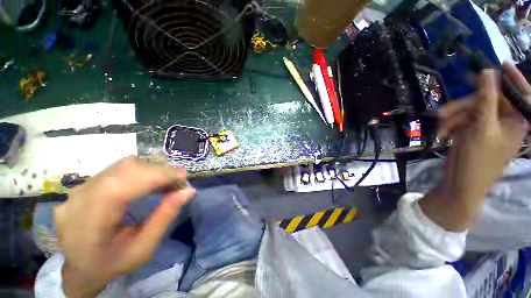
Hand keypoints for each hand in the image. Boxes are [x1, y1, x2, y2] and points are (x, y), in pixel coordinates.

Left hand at [54, 157, 194, 297]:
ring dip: (151, 170)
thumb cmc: (112, 263)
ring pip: (123, 165)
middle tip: (178, 183)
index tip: (184, 179)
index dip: (159, 176)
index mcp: (90, 220)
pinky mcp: (85, 184)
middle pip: (126, 168)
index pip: (126, 183)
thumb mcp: (143, 248)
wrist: (78, 267)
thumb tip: (188, 190)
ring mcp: (80, 188)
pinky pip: (118, 169)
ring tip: (166, 183)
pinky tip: (149, 182)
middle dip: (159, 171)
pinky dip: (141, 171)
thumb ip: (165, 217)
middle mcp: (80, 197)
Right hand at [420, 64, 527, 230]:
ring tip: (440, 128)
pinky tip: (443, 134)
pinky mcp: (473, 132)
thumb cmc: (477, 159)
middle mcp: (504, 121)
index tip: (501, 64)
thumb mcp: (482, 127)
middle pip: (486, 101)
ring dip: (452, 117)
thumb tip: (489, 71)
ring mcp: (487, 127)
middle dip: (463, 106)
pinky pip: (462, 121)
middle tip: (443, 112)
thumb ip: (487, 98)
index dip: (512, 78)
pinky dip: (451, 125)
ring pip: (470, 110)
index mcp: (516, 120)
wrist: (461, 183)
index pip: (519, 93)